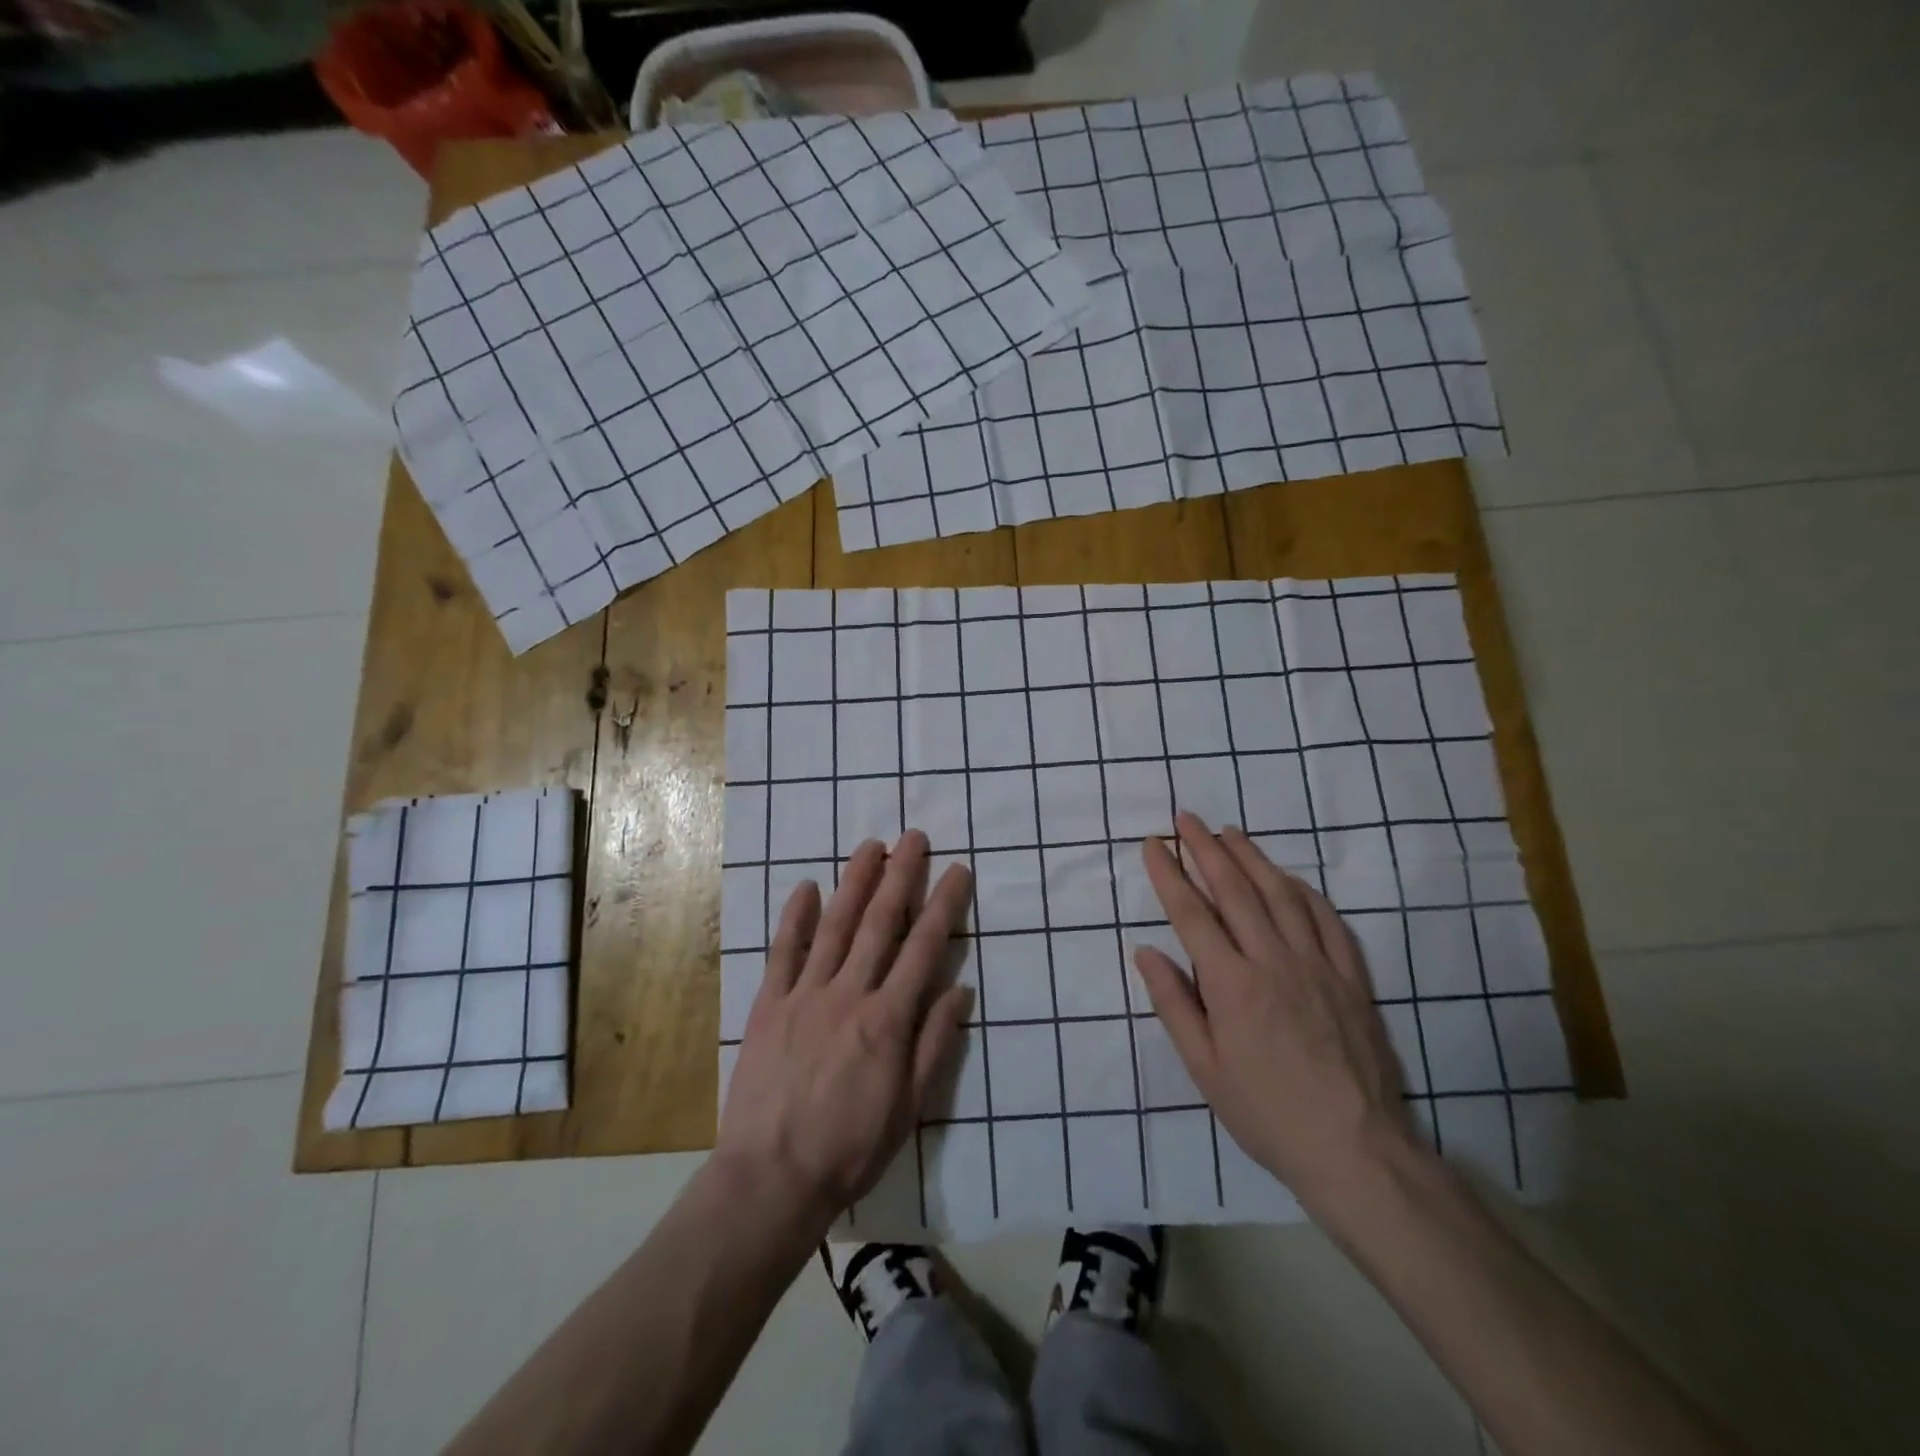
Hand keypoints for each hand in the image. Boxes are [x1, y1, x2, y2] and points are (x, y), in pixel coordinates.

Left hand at [716, 830, 973, 1228]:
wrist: (771, 1177)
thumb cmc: (850, 1148)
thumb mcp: (909, 1107)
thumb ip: (934, 1043)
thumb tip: (960, 990)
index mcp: (888, 1019)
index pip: (924, 948)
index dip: (943, 905)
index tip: (957, 870)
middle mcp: (850, 993)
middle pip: (881, 923)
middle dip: (901, 876)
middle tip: (914, 837)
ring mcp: (806, 994)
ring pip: (835, 925)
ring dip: (855, 882)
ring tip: (871, 846)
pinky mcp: (769, 1004)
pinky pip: (784, 952)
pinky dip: (796, 917)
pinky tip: (806, 887)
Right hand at [1135, 812, 1415, 1211]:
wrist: (1356, 1150)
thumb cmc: (1267, 1113)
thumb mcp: (1205, 1070)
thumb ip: (1175, 1005)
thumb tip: (1146, 952)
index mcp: (1232, 985)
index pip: (1192, 914)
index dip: (1169, 874)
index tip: (1154, 843)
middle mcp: (1273, 961)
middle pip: (1235, 891)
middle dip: (1206, 849)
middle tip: (1187, 818)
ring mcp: (1317, 965)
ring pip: (1281, 895)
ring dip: (1253, 858)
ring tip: (1230, 832)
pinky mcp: (1351, 978)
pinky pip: (1328, 921)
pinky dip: (1306, 892)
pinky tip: (1291, 878)